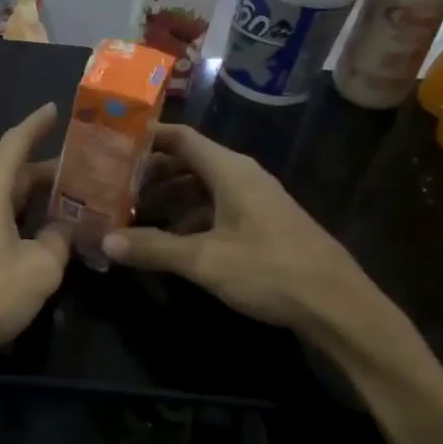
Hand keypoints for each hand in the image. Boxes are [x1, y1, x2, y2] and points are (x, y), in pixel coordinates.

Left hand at [0, 104, 70, 373]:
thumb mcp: (40, 268)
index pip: (14, 143)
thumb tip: (62, 229)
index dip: (37, 125)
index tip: (54, 109)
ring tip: (66, 203)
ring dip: (30, 198)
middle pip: (8, 172)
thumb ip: (58, 240)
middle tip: (83, 174)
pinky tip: (34, 234)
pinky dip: (13, 217)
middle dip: (45, 172)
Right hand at [102, 124, 387, 345]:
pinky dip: (187, 219)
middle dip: (149, 176)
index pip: (180, 138)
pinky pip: (214, 209)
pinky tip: (168, 242)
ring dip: (166, 200)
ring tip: (131, 218)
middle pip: (187, 163)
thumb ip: (153, 248)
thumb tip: (105, 241)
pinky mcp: (261, 224)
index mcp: (230, 171)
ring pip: (200, 189)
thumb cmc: (270, 270)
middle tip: (111, 191)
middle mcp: (241, 177)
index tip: (110, 147)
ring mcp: (254, 201)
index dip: (145, 139)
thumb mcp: (204, 260)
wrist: (337, 305)